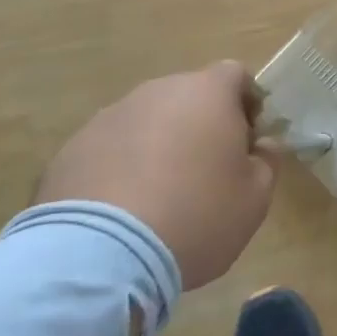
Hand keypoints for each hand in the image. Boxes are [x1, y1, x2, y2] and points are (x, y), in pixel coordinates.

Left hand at [34, 63, 276, 289]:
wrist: (98, 259)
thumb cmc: (195, 217)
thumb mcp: (254, 198)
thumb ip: (266, 162)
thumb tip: (261, 146)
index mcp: (208, 92)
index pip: (235, 76)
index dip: (246, 103)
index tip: (247, 140)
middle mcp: (158, 92)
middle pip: (188, 97)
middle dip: (199, 125)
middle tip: (205, 172)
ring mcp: (109, 118)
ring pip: (146, 122)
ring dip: (157, 146)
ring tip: (157, 197)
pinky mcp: (70, 151)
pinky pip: (108, 151)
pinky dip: (119, 170)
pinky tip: (120, 213)